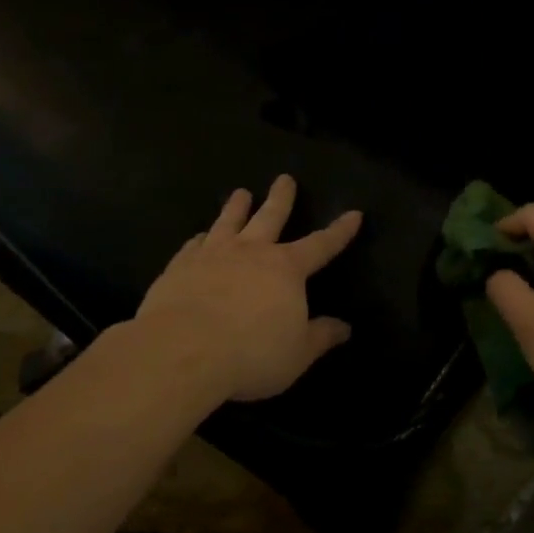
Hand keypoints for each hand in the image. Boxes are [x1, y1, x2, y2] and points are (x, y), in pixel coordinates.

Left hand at [136, 175, 362, 402]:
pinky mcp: (180, 266)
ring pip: (228, 222)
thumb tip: (344, 327)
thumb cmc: (251, 353)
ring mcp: (212, 255)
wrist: (183, 350)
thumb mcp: (297, 353)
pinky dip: (200, 238)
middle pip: (270, 217)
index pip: (321, 245)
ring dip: (236, 207)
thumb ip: (320, 337)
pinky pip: (193, 245)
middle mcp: (251, 252)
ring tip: (241, 193)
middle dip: (281, 198)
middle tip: (284, 178)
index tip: (353, 213)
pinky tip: (199, 236)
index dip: (339, 231)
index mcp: (286, 269)